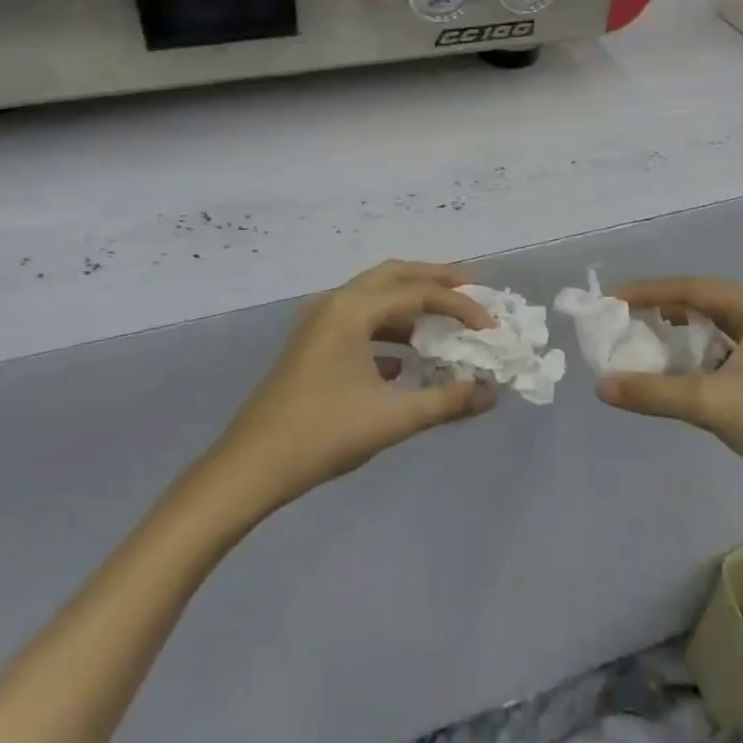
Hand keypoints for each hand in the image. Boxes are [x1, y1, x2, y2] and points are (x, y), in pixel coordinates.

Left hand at [212, 261, 497, 512]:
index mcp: (352, 310)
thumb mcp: (392, 419)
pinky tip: (406, 362)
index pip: (419, 293)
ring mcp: (319, 323)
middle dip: (435, 280)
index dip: (461, 307)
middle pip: (394, 276)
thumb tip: (490, 394)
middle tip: (473, 289)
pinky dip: (389, 330)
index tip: (491, 328)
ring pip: (375, 298)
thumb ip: (446, 402)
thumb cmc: (323, 435)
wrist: (251, 467)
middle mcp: (335, 303)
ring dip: (411, 305)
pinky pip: (359, 322)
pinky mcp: (312, 344)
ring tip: (446, 321)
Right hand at [596, 278, 742, 517]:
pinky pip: (727, 344)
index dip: (645, 292)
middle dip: (660, 312)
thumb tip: (601, 385)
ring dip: (679, 333)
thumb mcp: (710, 404)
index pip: (690, 288)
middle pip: (702, 302)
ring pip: (715, 324)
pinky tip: (679, 369)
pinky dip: (699, 352)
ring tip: (642, 343)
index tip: (609, 300)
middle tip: (621, 323)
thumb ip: (653, 392)